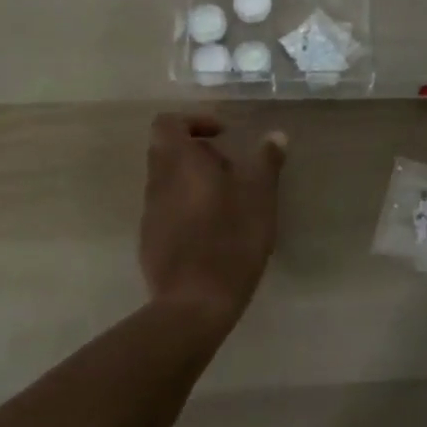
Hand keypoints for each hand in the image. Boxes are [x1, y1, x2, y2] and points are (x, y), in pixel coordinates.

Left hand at [139, 113, 287, 332]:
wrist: (194, 304)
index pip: (168, 123)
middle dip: (200, 153)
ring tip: (230, 203)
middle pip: (168, 151)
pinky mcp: (150, 242)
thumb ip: (266, 162)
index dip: (194, 122)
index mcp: (179, 162)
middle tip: (233, 170)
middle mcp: (157, 182)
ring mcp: (150, 214)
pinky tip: (215, 232)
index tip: (223, 136)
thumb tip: (275, 136)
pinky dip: (189, 209)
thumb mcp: (260, 197)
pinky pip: (168, 210)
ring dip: (195, 182)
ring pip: (169, 181)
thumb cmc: (230, 240)